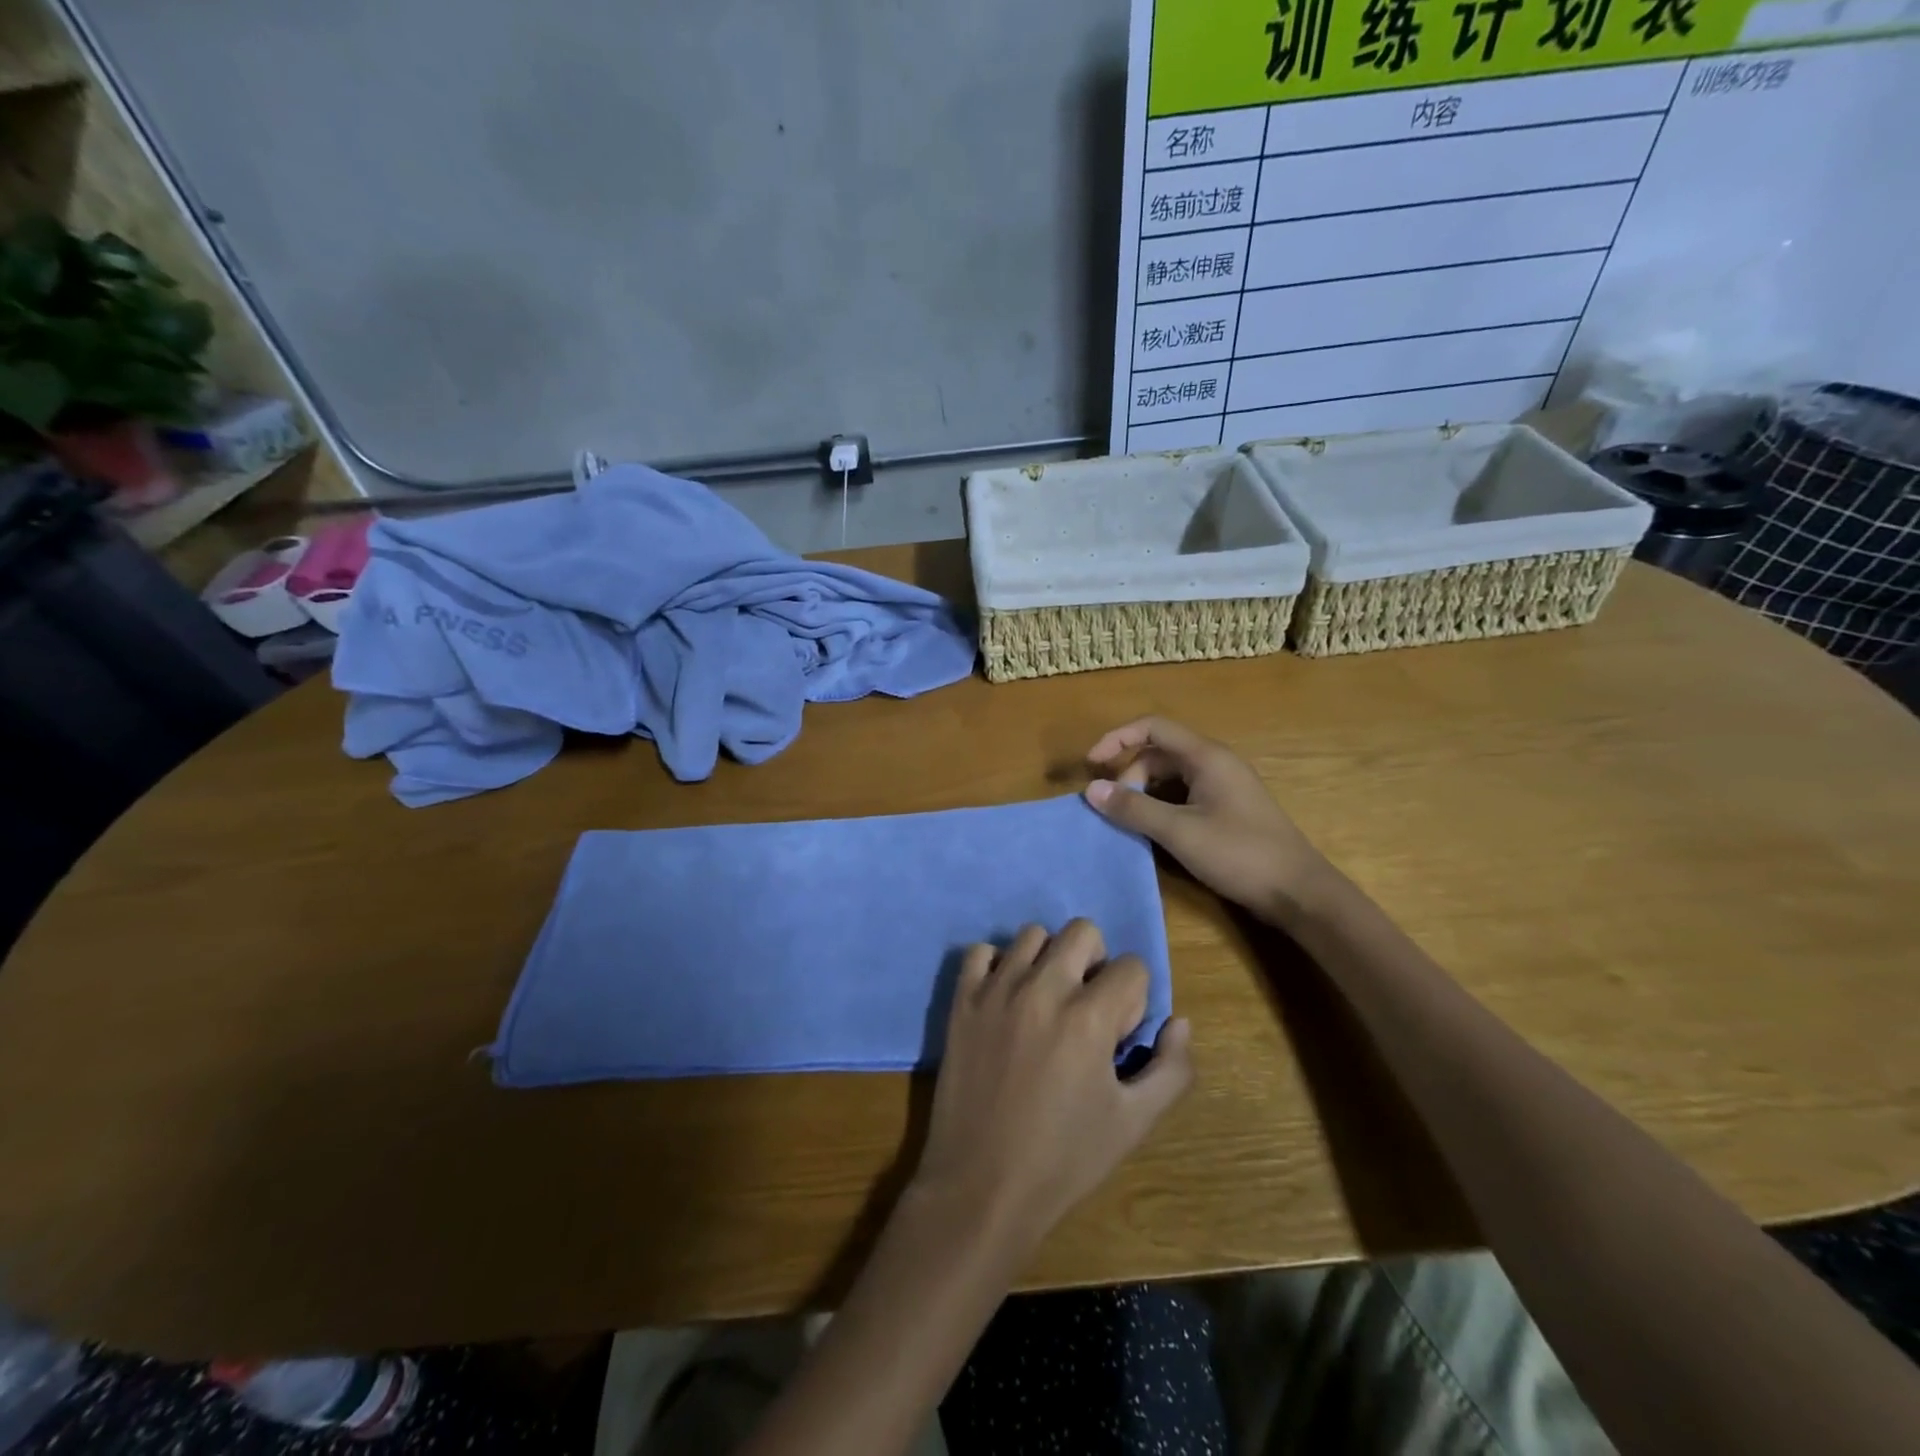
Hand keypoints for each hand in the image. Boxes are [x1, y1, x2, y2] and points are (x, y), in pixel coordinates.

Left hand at [912, 920, 1191, 1252]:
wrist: (982, 1185)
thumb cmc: (1064, 1158)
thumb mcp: (1134, 1123)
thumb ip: (1171, 1069)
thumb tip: (1180, 1021)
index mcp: (1089, 1017)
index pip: (1132, 967)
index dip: (1135, 999)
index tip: (1118, 1034)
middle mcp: (1043, 989)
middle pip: (1083, 931)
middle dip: (1097, 962)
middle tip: (1088, 1006)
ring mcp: (997, 990)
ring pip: (1032, 934)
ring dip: (1049, 958)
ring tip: (1047, 1000)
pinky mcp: (963, 1000)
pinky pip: (981, 951)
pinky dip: (997, 964)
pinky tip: (1006, 996)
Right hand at [1083, 716, 1328, 925]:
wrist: (1298, 892)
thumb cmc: (1239, 854)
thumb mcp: (1179, 831)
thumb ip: (1134, 808)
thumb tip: (1091, 789)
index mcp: (1206, 756)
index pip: (1152, 728)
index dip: (1117, 739)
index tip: (1092, 764)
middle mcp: (1215, 763)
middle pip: (1159, 752)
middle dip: (1130, 774)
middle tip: (1116, 809)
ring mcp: (1223, 786)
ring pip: (1171, 776)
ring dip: (1144, 792)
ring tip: (1130, 821)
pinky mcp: (1227, 808)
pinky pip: (1184, 794)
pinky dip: (1161, 805)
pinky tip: (1155, 831)